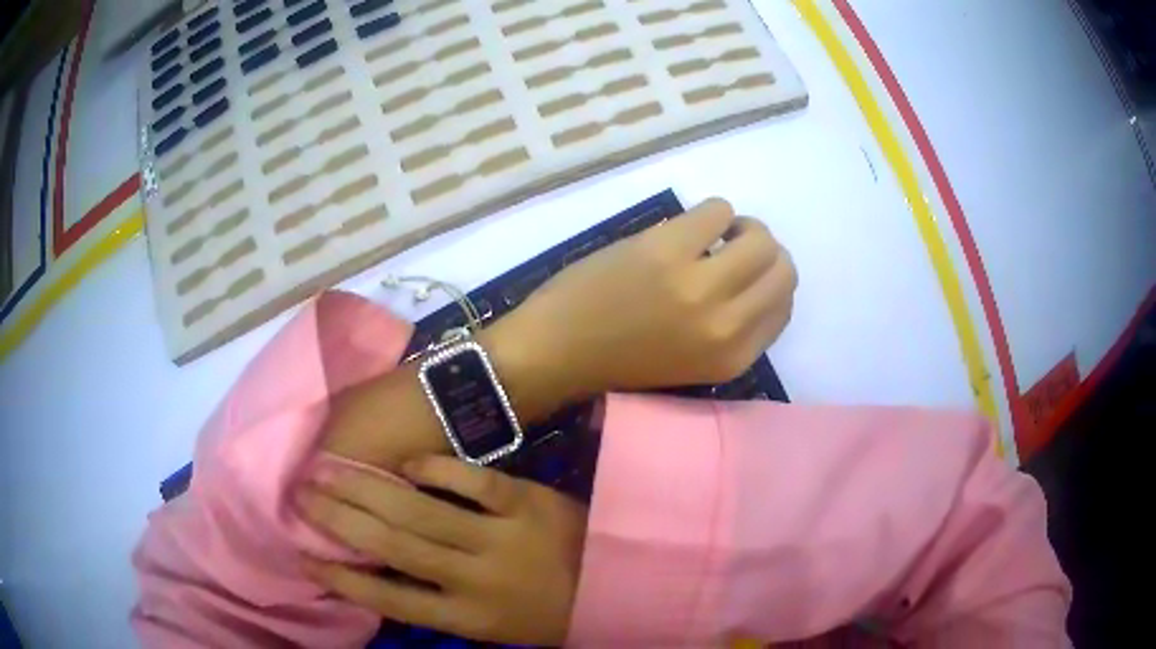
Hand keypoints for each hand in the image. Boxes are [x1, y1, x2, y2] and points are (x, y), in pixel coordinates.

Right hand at [297, 457, 585, 645]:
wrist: (613, 584)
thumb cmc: (544, 613)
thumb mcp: (491, 625)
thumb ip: (441, 602)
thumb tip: (384, 572)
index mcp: (468, 617)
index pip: (392, 598)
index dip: (344, 579)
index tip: (306, 556)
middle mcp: (476, 578)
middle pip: (394, 546)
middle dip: (340, 520)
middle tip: (302, 495)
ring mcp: (502, 537)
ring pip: (421, 512)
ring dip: (368, 489)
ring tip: (329, 471)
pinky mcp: (527, 502)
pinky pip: (475, 482)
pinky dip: (436, 470)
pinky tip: (404, 462)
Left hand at [502, 197, 796, 397]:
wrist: (558, 351)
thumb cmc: (622, 359)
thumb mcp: (694, 361)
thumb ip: (734, 328)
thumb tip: (758, 279)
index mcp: (733, 359)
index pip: (784, 308)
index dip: (771, 283)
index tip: (749, 273)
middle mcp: (726, 325)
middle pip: (782, 269)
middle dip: (763, 252)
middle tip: (733, 247)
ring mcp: (699, 285)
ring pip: (759, 238)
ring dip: (741, 227)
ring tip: (711, 235)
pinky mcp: (667, 249)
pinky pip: (719, 209)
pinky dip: (710, 212)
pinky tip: (685, 228)